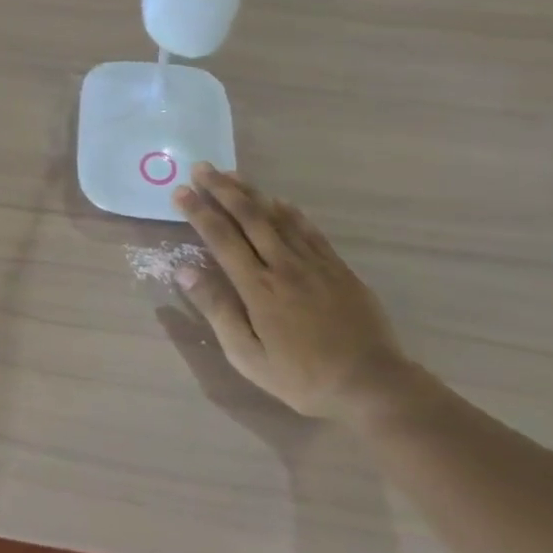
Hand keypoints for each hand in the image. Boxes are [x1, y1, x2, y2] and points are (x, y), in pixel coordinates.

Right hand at [172, 163, 412, 420]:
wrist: (372, 384)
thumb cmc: (301, 377)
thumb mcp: (248, 355)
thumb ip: (217, 309)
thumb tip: (185, 271)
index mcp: (258, 287)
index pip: (221, 239)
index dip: (199, 212)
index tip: (180, 191)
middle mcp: (284, 265)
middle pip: (249, 217)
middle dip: (222, 190)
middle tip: (202, 168)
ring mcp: (314, 264)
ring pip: (278, 217)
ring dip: (252, 193)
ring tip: (231, 174)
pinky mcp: (338, 268)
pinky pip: (310, 230)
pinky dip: (290, 211)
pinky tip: (279, 201)